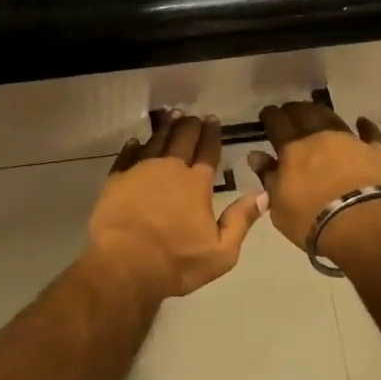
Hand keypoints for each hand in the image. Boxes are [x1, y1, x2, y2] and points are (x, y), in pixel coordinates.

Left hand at [87, 111, 265, 303]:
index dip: (212, 134)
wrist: (125, 264)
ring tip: (170, 116)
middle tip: (192, 115)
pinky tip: (136, 141)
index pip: (208, 151)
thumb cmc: (176, 261)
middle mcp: (170, 169)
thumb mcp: (221, 252)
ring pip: (156, 141)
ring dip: (165, 128)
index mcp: (197, 183)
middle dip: (190, 125)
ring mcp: (141, 171)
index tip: (213, 119)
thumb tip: (263, 194)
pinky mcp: (117, 179)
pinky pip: (127, 156)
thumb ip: (241, 220)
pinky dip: (133, 146)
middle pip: (182, 139)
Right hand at [248, 103, 380, 263]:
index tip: (267, 114)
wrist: (364, 227)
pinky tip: (361, 121)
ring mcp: (350, 141)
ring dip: (321, 113)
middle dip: (294, 110)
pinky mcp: (376, 152)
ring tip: (315, 113)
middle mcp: (320, 136)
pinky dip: (364, 126)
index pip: (277, 123)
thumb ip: (268, 177)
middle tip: (289, 111)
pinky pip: (369, 133)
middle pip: (304, 113)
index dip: (270, 115)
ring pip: (332, 118)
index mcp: (292, 148)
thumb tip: (256, 155)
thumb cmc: (312, 221)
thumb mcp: (279, 206)